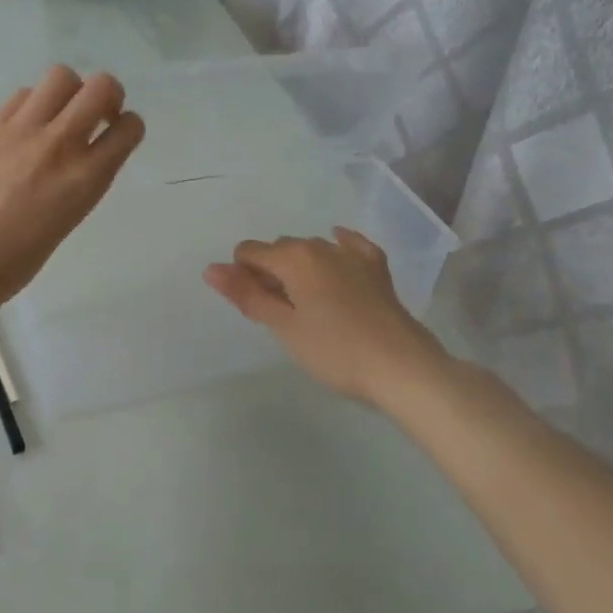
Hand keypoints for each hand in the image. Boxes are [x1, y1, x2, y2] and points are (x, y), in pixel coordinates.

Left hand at [0, 66, 144, 306]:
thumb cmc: (20, 257)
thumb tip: (88, 150)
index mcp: (86, 178)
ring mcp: (20, 131)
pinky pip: (21, 97)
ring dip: (68, 93)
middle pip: (101, 86)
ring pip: (60, 77)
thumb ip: (85, 177)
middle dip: (108, 95)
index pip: (129, 127)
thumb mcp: (71, 216)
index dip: (129, 126)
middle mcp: (59, 144)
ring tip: (55, 116)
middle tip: (96, 113)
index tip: (117, 132)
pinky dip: (31, 107)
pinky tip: (21, 130)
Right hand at [204, 228, 448, 405]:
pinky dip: (336, 250)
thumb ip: (246, 295)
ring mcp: (352, 254)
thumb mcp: (284, 326)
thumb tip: (211, 269)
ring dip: (299, 267)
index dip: (242, 276)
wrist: (402, 367)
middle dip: (270, 272)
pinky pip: (349, 246)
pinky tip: (336, 253)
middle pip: (280, 249)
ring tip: (307, 305)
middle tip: (277, 313)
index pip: (249, 252)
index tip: (254, 307)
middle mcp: (321, 245)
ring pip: (311, 249)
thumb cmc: (335, 351)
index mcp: (294, 257)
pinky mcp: (376, 268)